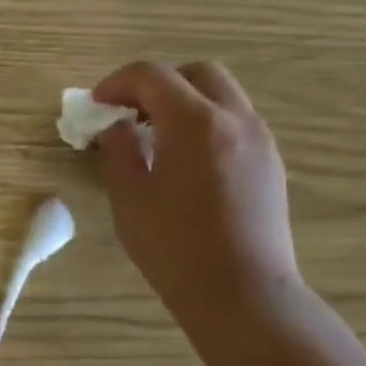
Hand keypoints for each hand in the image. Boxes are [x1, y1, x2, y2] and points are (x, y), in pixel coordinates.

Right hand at [90, 61, 302, 329]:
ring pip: (221, 96)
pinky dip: (204, 123)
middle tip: (127, 111)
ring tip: (151, 136)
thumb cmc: (173, 244)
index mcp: (194, 123)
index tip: (95, 105)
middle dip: (157, 84)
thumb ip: (118, 150)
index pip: (152, 76)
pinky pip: (234, 122)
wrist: (241, 293)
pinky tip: (181, 159)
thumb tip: (115, 127)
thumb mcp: (128, 195)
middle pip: (197, 73)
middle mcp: (235, 120)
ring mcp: (260, 141)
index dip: (116, 83)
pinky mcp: (269, 164)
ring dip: (183, 102)